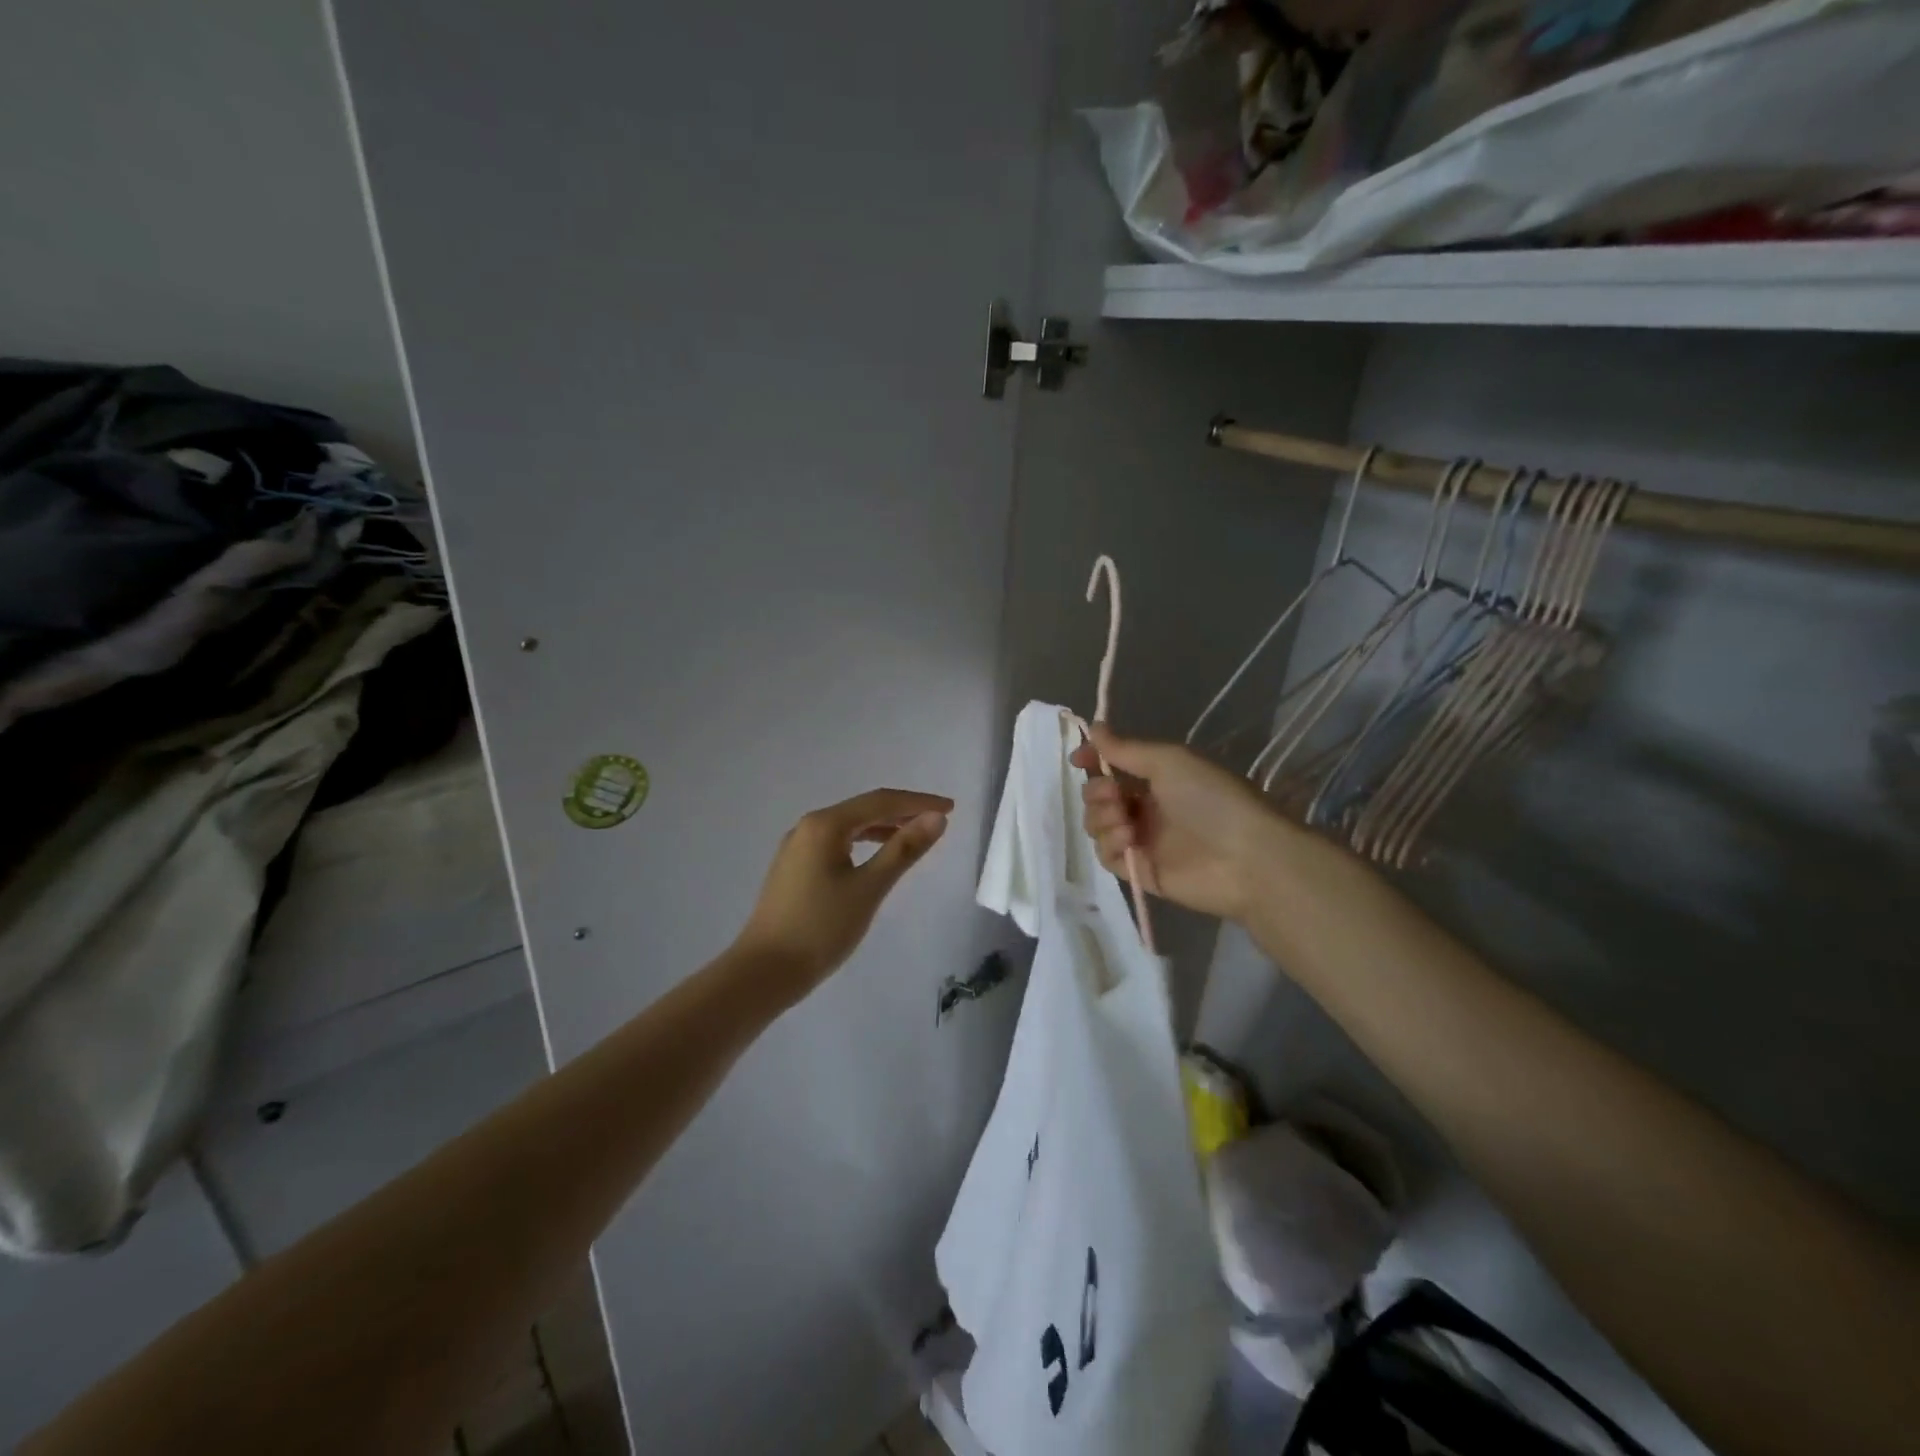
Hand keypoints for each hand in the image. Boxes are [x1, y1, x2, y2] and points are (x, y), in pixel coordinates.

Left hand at [734, 788, 951, 1004]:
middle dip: (902, 812)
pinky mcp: (793, 868)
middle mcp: (809, 826)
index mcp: (826, 824)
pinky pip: (836, 843)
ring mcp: (797, 847)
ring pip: (848, 826)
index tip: (951, 808)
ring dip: (882, 827)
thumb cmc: (821, 928)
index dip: (918, 802)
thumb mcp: (870, 888)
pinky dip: (862, 843)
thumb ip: (904, 849)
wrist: (764, 971)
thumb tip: (936, 818)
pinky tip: (875, 858)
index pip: (881, 801)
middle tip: (937, 821)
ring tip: (913, 837)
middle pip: (863, 809)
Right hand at [1072, 725, 1287, 923]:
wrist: (1247, 857)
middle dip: (1097, 792)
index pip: (1113, 766)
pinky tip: (1129, 841)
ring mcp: (1144, 841)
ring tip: (1125, 822)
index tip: (1079, 759)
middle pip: (1099, 796)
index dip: (1093, 760)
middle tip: (1114, 795)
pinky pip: (1107, 856)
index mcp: (1158, 779)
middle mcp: (1148, 808)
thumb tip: (1092, 726)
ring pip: (1098, 825)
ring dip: (1102, 818)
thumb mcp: (1169, 761)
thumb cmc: (1212, 799)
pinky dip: (1110, 845)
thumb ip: (1126, 748)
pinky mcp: (1141, 871)